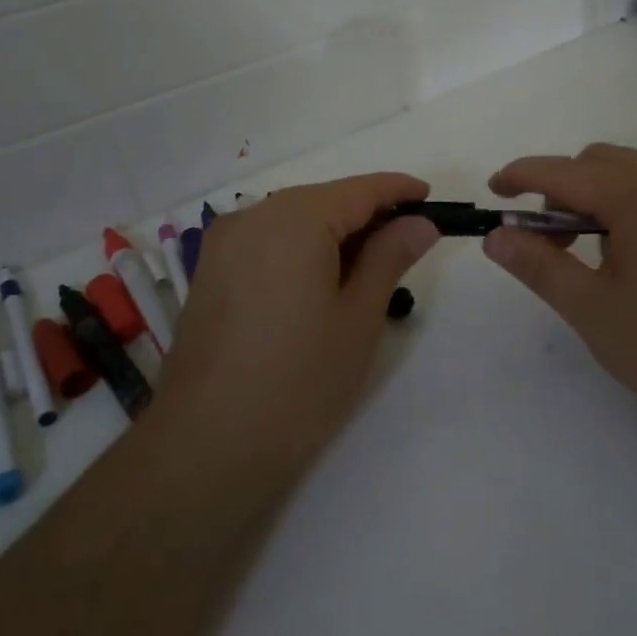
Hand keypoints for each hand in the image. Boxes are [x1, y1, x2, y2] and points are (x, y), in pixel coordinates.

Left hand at [158, 173, 439, 476]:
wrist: (207, 446)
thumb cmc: (299, 383)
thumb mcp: (358, 318)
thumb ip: (390, 257)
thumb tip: (419, 222)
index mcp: (294, 220)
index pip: (358, 190)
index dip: (398, 190)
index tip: (430, 199)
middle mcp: (253, 216)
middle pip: (322, 200)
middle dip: (366, 214)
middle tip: (406, 242)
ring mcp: (223, 243)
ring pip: (292, 218)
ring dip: (332, 232)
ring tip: (368, 266)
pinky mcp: (209, 270)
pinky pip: (266, 240)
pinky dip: (299, 247)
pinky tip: (318, 280)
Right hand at [483, 144, 636, 427]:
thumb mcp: (592, 310)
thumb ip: (538, 265)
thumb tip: (496, 236)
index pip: (563, 171)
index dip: (520, 176)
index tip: (493, 192)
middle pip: (596, 161)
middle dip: (558, 188)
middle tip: (544, 240)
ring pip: (629, 172)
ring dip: (593, 195)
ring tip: (584, 250)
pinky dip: (625, 203)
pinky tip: (627, 254)